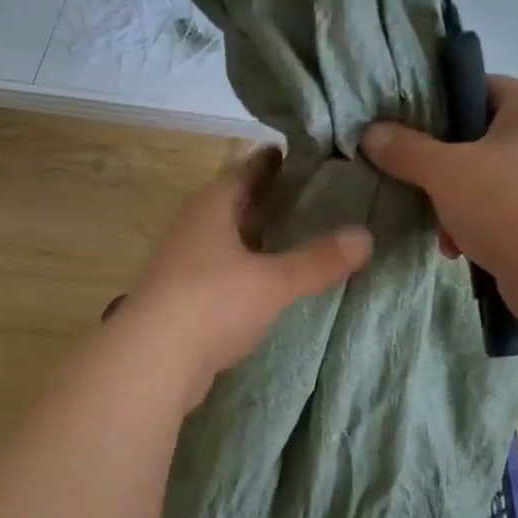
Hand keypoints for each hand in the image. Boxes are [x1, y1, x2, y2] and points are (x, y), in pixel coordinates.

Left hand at [117, 148, 372, 400]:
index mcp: (212, 206)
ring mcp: (185, 263)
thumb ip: (317, 260)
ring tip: (302, 236)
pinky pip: (224, 271)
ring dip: (259, 237)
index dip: (276, 161)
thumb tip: (366, 237)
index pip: (247, 169)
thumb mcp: (272, 281)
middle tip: (319, 196)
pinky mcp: (183, 297)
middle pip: (237, 203)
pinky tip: (272, 281)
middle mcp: (194, 227)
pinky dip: (249, 270)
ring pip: (230, 239)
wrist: (151, 361)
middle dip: (272, 200)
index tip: (309, 156)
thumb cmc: (211, 303)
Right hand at [361, 76, 517, 304]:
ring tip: (439, 229)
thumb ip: (406, 149)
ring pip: (487, 180)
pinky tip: (458, 249)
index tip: (406, 127)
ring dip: (455, 204)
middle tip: (416, 183)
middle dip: (442, 168)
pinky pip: (503, 211)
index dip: (440, 104)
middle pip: (478, 139)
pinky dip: (477, 226)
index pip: (479, 87)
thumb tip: (371, 133)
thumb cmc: (508, 205)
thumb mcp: (445, 172)